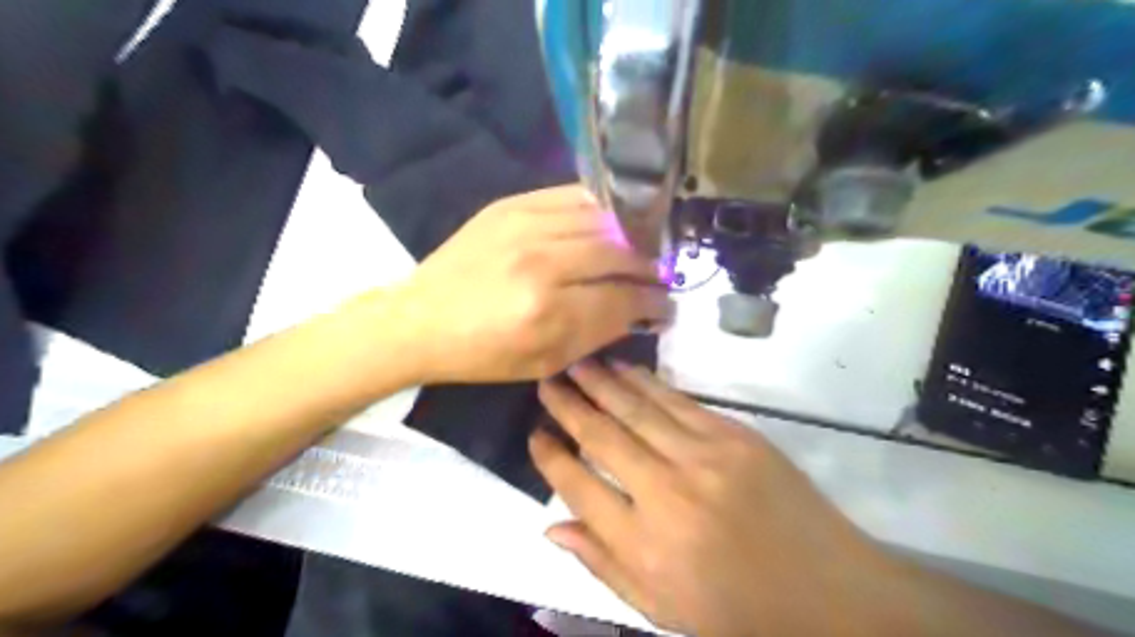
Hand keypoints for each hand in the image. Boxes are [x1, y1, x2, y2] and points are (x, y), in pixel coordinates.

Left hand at [379, 184, 670, 383]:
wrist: (422, 318)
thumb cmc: (483, 353)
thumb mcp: (545, 362)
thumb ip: (598, 334)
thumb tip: (641, 310)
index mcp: (548, 313)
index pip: (624, 299)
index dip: (654, 302)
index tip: (667, 305)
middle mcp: (542, 262)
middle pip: (619, 253)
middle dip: (650, 267)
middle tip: (662, 276)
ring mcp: (525, 225)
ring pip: (602, 220)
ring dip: (631, 236)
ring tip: (643, 250)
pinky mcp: (511, 204)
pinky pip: (573, 196)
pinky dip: (601, 210)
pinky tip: (612, 224)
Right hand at [533, 363, 895, 635]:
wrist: (829, 592)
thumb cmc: (738, 610)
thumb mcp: (662, 607)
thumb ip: (602, 564)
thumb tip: (551, 526)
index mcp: (645, 545)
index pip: (579, 487)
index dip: (550, 458)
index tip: (534, 434)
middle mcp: (667, 493)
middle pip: (603, 437)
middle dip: (568, 406)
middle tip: (546, 381)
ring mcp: (705, 457)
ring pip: (637, 409)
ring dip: (601, 383)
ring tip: (575, 364)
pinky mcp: (735, 436)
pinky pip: (678, 401)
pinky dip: (645, 383)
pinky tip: (624, 370)